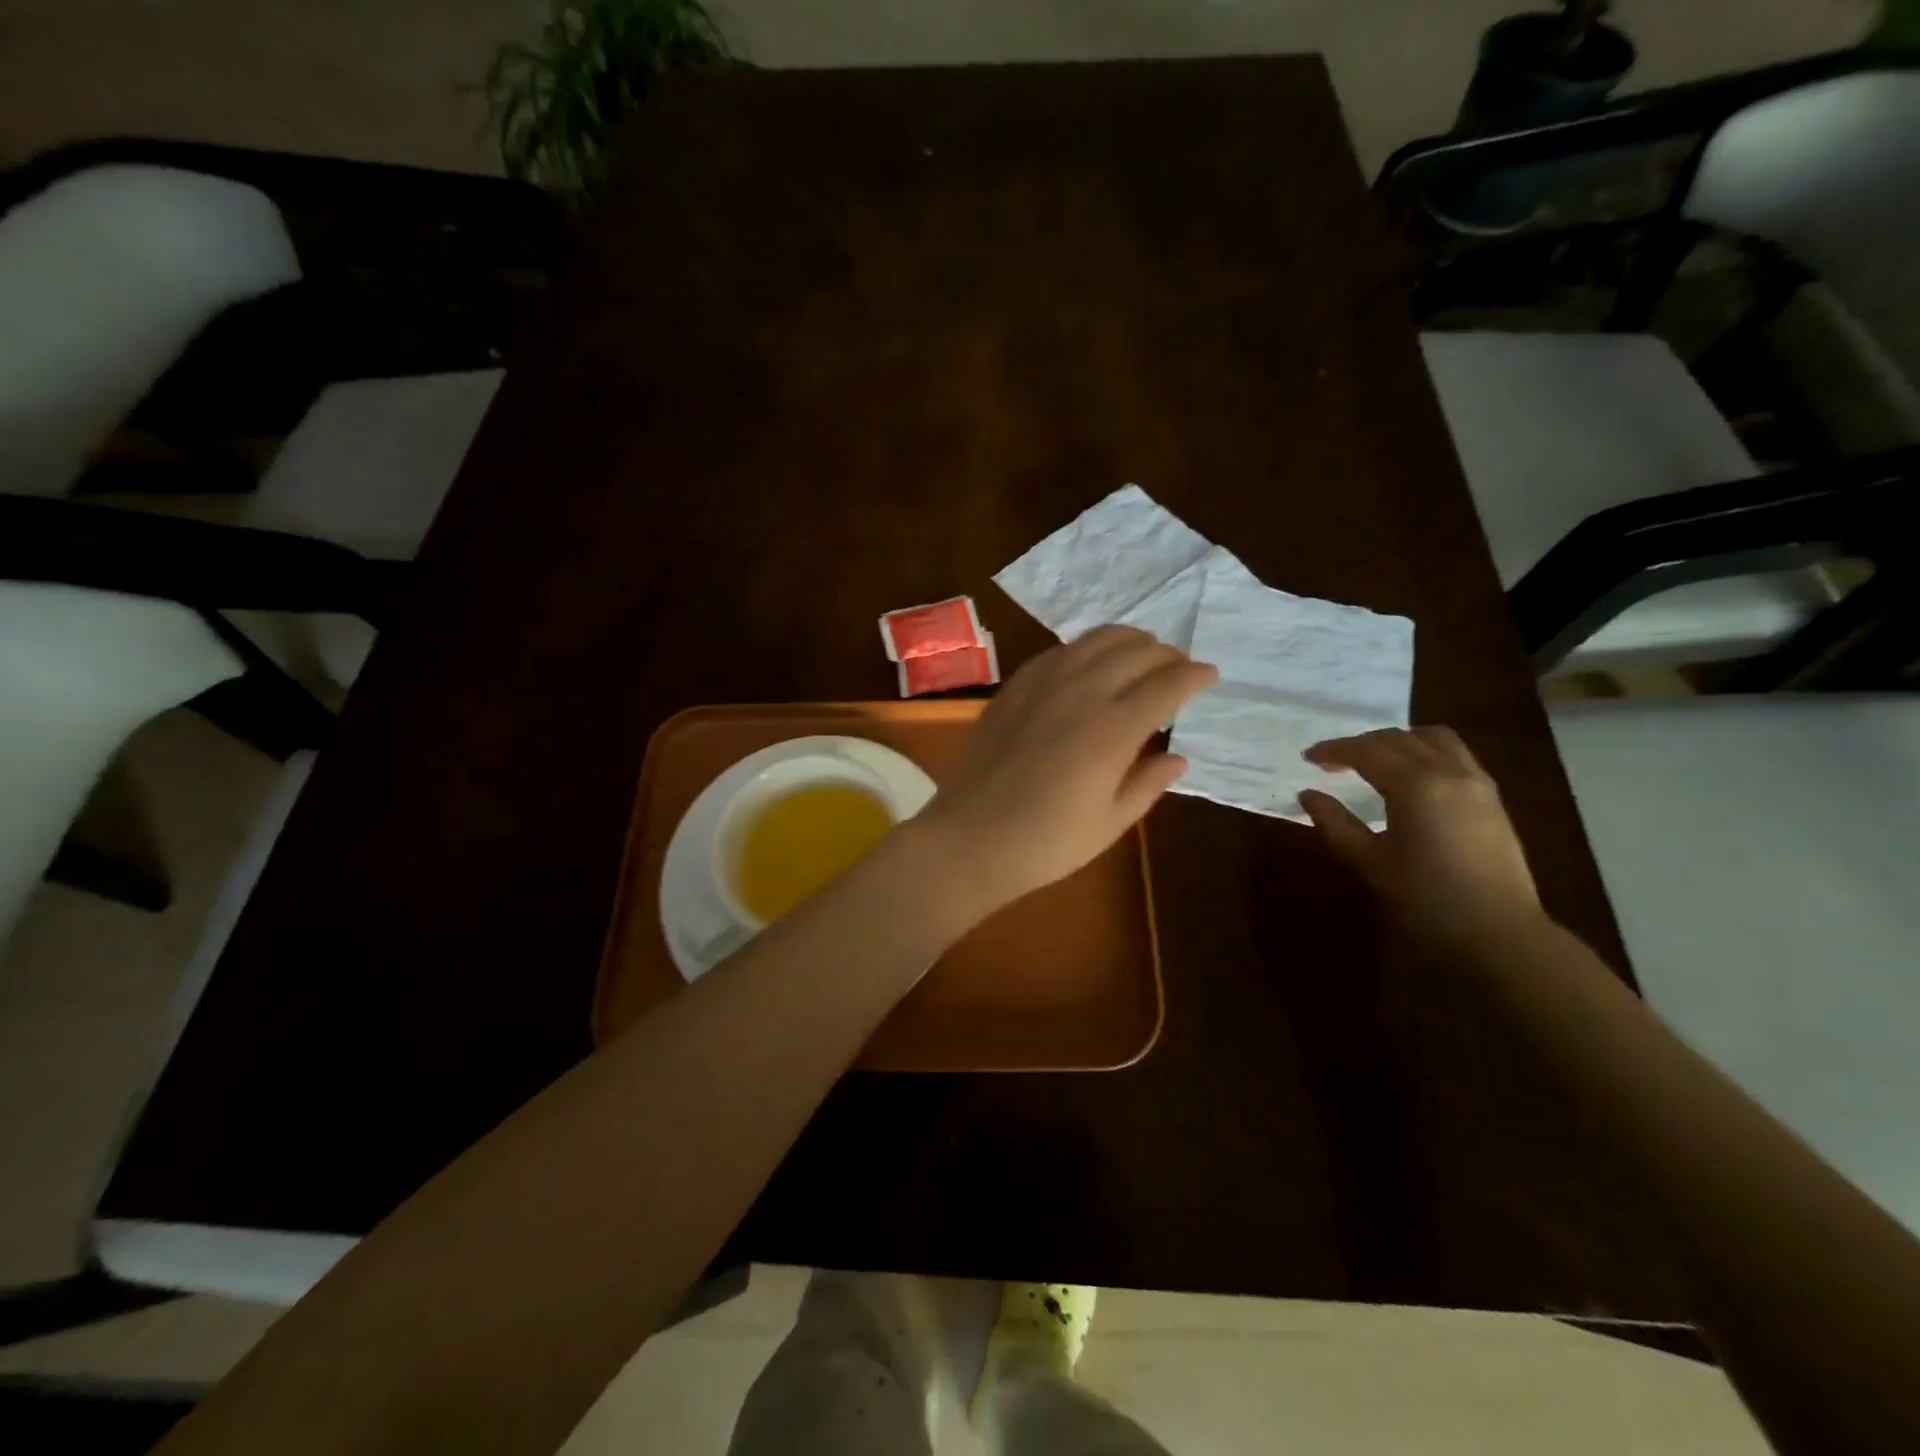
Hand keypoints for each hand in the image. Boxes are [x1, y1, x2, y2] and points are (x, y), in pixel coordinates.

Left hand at [915, 626, 1217, 919]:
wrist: (971, 838)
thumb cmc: (1047, 842)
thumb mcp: (1110, 822)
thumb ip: (1148, 783)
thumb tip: (1178, 757)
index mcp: (1114, 728)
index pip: (1167, 685)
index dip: (1195, 676)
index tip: (1211, 675)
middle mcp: (1082, 692)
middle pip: (1135, 652)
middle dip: (1166, 654)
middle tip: (1179, 666)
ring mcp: (1043, 684)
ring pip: (1095, 640)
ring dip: (1128, 640)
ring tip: (1142, 651)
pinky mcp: (1014, 688)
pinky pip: (1058, 651)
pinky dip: (1086, 648)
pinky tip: (1089, 661)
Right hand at [1299, 726, 1544, 952]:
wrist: (1499, 934)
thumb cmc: (1426, 899)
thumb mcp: (1370, 863)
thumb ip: (1336, 824)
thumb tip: (1308, 795)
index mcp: (1415, 785)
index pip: (1367, 751)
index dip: (1334, 750)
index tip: (1308, 758)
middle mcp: (1449, 772)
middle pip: (1399, 738)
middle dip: (1362, 744)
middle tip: (1333, 761)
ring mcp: (1476, 783)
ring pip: (1434, 739)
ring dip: (1399, 741)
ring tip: (1375, 761)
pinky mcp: (1492, 799)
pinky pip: (1455, 755)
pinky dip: (1425, 753)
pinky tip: (1412, 778)